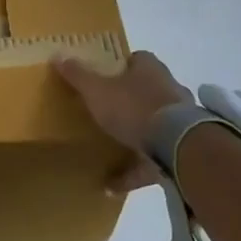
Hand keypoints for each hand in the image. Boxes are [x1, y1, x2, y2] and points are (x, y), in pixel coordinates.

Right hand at [53, 50, 191, 194]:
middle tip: (106, 112)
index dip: (120, 67)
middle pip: (146, 91)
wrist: (176, 145)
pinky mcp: (182, 149)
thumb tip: (58, 55)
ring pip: (154, 125)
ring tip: (110, 150)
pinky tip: (112, 185)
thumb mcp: (96, 90)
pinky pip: (154, 160)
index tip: (104, 78)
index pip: (136, 60)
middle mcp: (169, 89)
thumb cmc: (133, 107)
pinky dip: (134, 172)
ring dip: (135, 137)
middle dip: (129, 101)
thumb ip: (78, 75)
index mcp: (150, 69)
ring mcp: (180, 120)